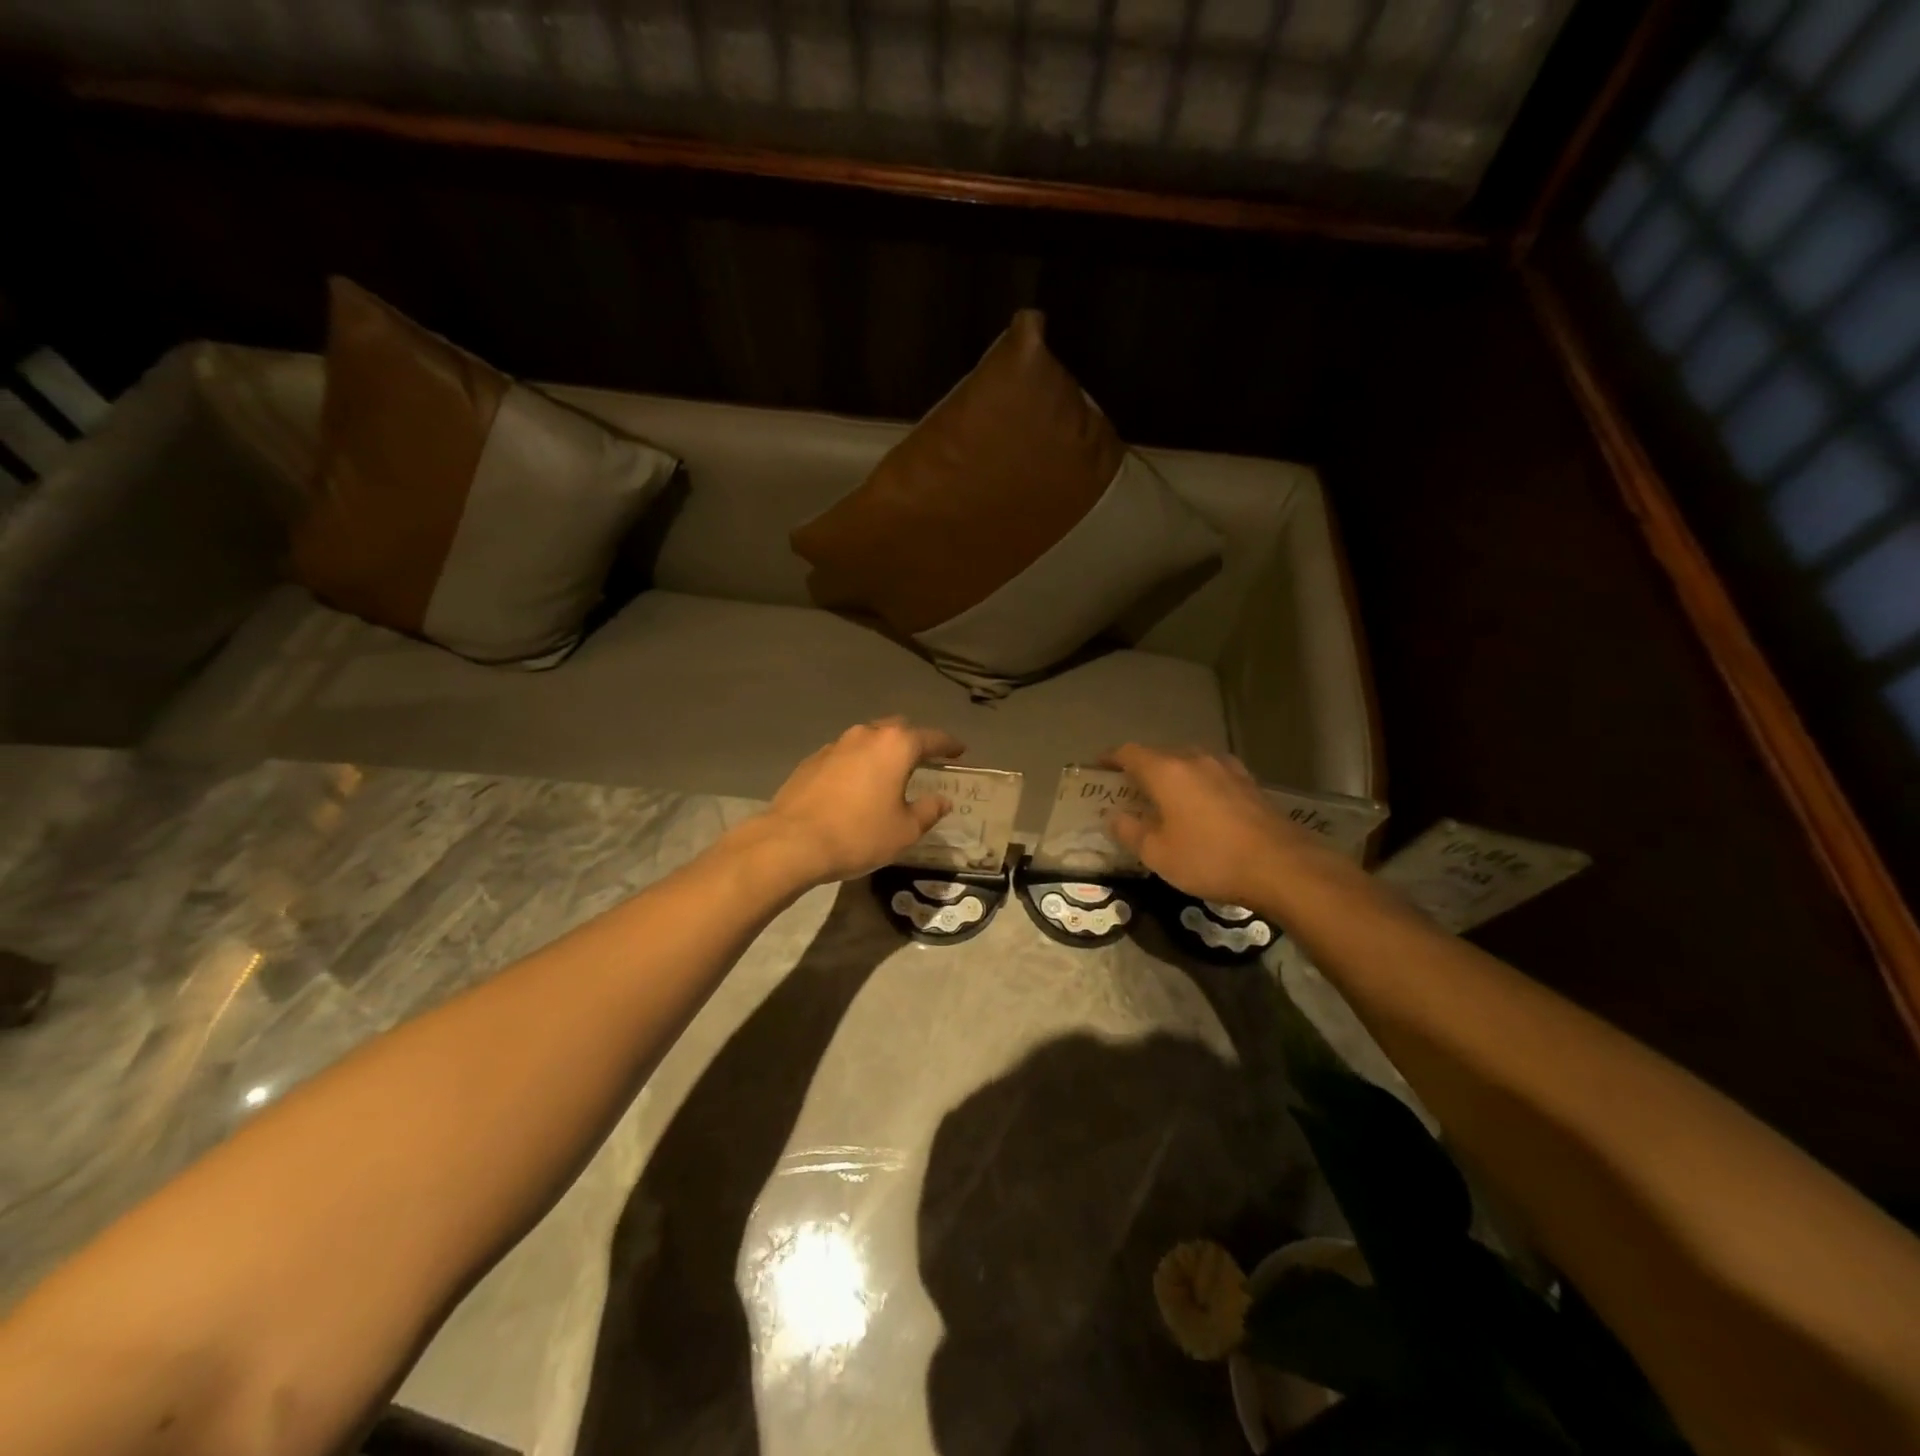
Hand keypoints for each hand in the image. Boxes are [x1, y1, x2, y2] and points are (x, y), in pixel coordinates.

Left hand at [758, 718, 965, 885]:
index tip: (960, 750)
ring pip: (867, 739)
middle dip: (913, 741)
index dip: (949, 744)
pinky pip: (844, 755)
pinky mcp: (812, 760)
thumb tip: (942, 800)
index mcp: (895, 746)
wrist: (792, 842)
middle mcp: (866, 735)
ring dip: (881, 751)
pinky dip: (857, 764)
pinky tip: (856, 786)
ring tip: (888, 773)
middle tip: (924, 759)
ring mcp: (835, 745)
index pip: (932, 738)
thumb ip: (929, 810)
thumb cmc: (859, 834)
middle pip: (897, 729)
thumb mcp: (905, 830)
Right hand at [1101, 744, 1335, 908]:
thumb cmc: (1210, 858)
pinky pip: (1211, 774)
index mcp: (1166, 771)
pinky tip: (1200, 805)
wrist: (1282, 866)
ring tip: (1164, 797)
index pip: (1129, 752)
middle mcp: (1195, 759)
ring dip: (1171, 775)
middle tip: (1128, 790)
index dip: (1109, 758)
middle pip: (1159, 754)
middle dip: (1140, 768)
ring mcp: (1226, 768)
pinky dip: (1197, 783)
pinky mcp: (1249, 783)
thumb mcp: (1158, 854)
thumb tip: (1114, 816)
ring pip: (1188, 762)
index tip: (1097, 769)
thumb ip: (1130, 831)